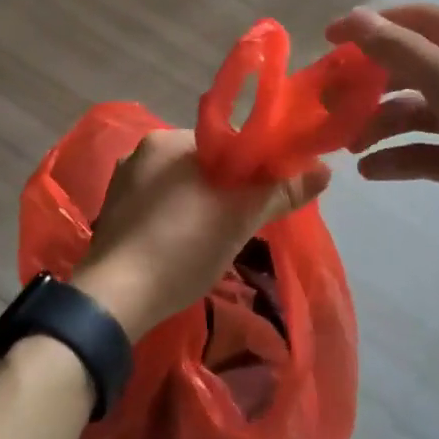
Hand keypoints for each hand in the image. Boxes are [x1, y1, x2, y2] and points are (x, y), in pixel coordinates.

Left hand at [72, 129, 331, 339]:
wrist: (115, 298)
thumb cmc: (181, 246)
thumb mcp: (239, 219)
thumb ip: (280, 191)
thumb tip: (324, 170)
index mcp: (170, 140)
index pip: (226, 142)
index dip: (252, 166)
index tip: (267, 193)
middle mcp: (142, 151)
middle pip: (203, 163)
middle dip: (226, 187)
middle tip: (244, 220)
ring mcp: (123, 182)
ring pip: (180, 185)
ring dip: (201, 203)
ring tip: (216, 237)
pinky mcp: (113, 212)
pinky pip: (157, 205)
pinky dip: (176, 218)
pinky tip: (183, 245)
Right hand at [324, 4, 438, 291]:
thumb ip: (404, 53)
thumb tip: (354, 17)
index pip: (422, 21)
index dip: (374, 26)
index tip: (329, 39)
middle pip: (414, 67)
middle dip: (372, 82)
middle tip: (332, 100)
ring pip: (415, 110)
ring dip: (380, 124)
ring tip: (350, 146)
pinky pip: (424, 148)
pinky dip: (398, 156)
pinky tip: (372, 171)